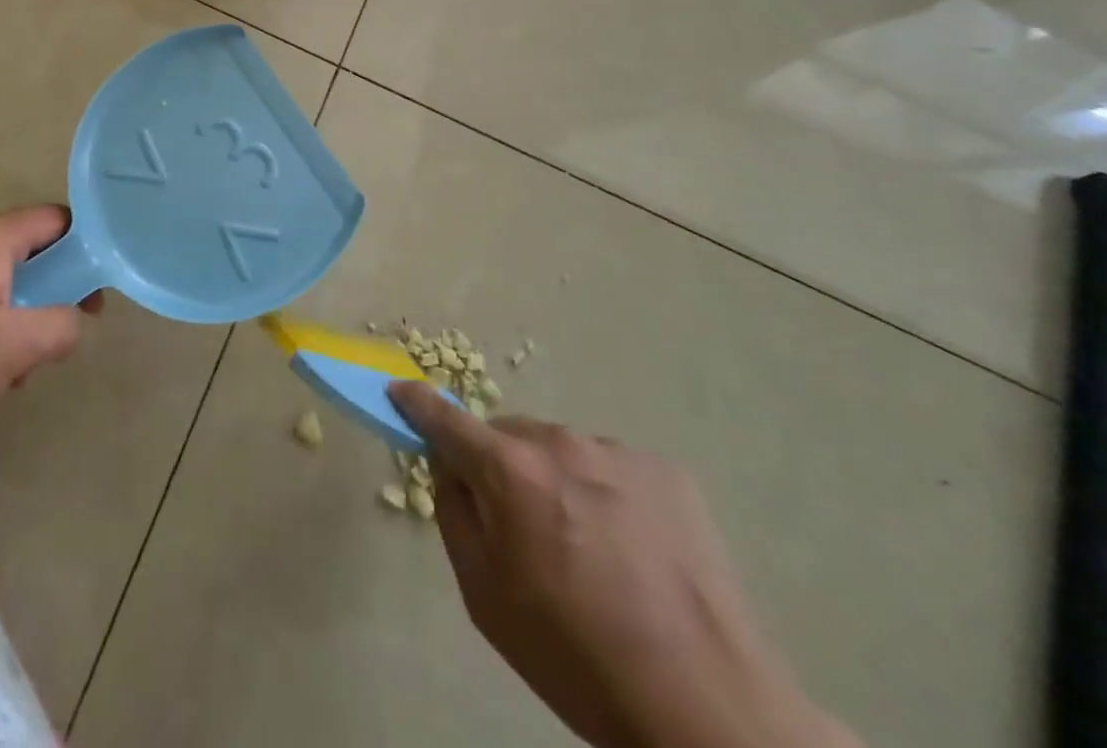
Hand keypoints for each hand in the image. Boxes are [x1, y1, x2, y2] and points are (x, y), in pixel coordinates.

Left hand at [0, 207, 99, 451]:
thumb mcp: (14, 347)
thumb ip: (62, 325)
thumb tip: (73, 319)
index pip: (57, 220)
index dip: (86, 250)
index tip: (93, 296)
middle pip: (27, 253)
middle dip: (48, 295)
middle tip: (50, 340)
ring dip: (15, 319)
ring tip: (8, 370)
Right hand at [389, 383, 858, 747]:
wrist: (706, 711)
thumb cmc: (574, 658)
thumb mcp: (484, 596)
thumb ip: (454, 513)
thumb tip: (449, 465)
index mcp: (509, 471)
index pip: (445, 419)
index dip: (417, 404)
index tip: (400, 394)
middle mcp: (560, 442)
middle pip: (507, 435)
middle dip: (499, 465)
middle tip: (521, 527)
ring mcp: (617, 451)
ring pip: (560, 450)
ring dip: (554, 479)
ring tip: (589, 550)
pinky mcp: (665, 470)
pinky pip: (610, 467)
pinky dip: (605, 493)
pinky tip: (632, 551)